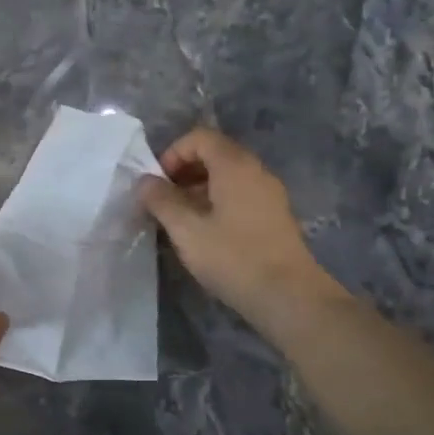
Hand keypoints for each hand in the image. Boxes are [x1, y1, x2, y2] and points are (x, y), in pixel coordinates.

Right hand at [139, 127, 340, 317]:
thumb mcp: (186, 230)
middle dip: (183, 172)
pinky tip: (204, 234)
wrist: (289, 297)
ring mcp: (269, 194)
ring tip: (180, 220)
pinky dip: (216, 203)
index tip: (158, 184)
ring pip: (227, 177)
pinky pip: (239, 195)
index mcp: (235, 166)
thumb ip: (161, 200)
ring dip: (198, 189)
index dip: (173, 154)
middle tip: (164, 201)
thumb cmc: (233, 257)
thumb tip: (144, 181)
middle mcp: (256, 171)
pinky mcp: (274, 216)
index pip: (200, 137)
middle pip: (215, 154)